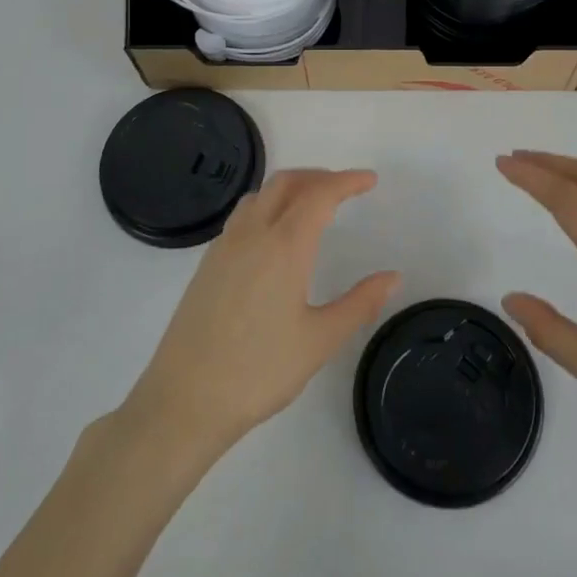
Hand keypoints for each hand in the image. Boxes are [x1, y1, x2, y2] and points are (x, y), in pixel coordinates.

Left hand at [123, 169, 399, 459]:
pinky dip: (267, 206)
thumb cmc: (258, 371)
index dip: (347, 182)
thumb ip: (360, 304)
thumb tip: (393, 276)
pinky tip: (275, 236)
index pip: (320, 195)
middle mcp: (252, 234)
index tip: (369, 180)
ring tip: (312, 205)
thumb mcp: (320, 340)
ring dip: (290, 188)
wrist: (184, 400)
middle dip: (319, 176)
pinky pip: (242, 216)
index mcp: (284, 246)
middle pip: (286, 183)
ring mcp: (224, 246)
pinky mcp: (207, 263)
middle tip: (345, 188)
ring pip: (260, 195)